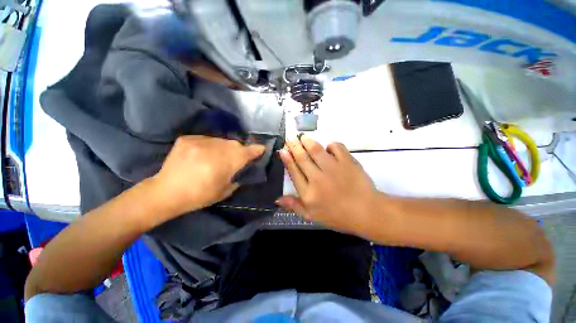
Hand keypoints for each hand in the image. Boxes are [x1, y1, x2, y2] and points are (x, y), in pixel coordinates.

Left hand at [151, 135, 264, 215]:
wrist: (166, 192)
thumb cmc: (199, 196)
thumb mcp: (225, 191)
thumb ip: (238, 177)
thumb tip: (244, 168)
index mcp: (225, 164)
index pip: (246, 152)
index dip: (256, 150)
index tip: (262, 149)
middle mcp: (215, 149)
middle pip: (235, 144)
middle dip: (240, 150)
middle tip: (236, 159)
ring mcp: (199, 142)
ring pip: (221, 140)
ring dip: (225, 147)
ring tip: (218, 157)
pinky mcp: (187, 139)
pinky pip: (207, 139)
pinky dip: (210, 145)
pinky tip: (204, 154)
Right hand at [276, 135, 378, 233]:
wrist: (366, 212)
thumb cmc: (337, 216)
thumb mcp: (312, 216)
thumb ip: (294, 206)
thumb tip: (276, 199)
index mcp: (308, 193)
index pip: (294, 172)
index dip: (287, 159)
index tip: (283, 150)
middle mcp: (318, 179)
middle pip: (302, 158)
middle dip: (294, 147)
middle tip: (290, 139)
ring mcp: (333, 168)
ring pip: (316, 150)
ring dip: (308, 142)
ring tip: (303, 137)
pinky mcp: (347, 162)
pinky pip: (336, 147)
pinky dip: (331, 145)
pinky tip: (328, 147)